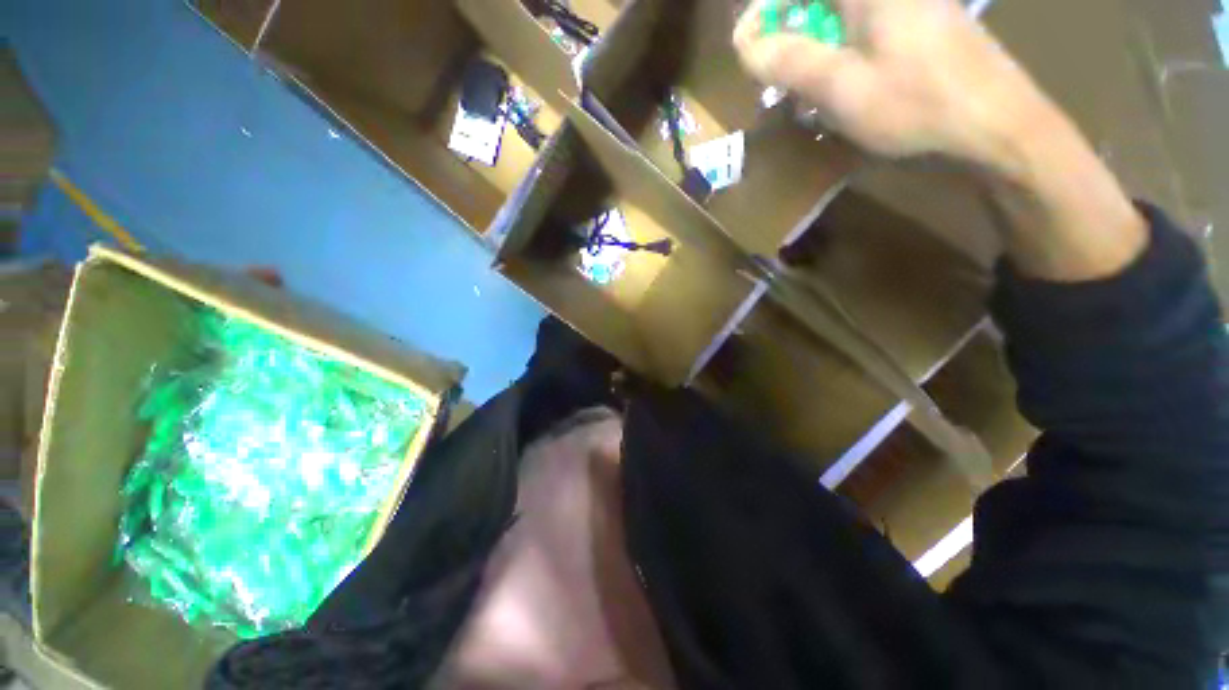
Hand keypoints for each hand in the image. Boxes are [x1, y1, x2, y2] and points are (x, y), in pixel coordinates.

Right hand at [735, 0, 1146, 281]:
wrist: (996, 126)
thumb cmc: (916, 106)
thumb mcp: (842, 88)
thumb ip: (790, 61)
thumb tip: (745, 44)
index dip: (766, 12)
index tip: (747, 49)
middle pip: (819, 5)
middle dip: (789, 36)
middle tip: (777, 78)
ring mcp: (907, 6)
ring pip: (839, 20)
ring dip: (814, 51)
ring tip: (805, 93)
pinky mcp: (919, 26)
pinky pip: (863, 32)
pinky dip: (841, 57)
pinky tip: (840, 89)